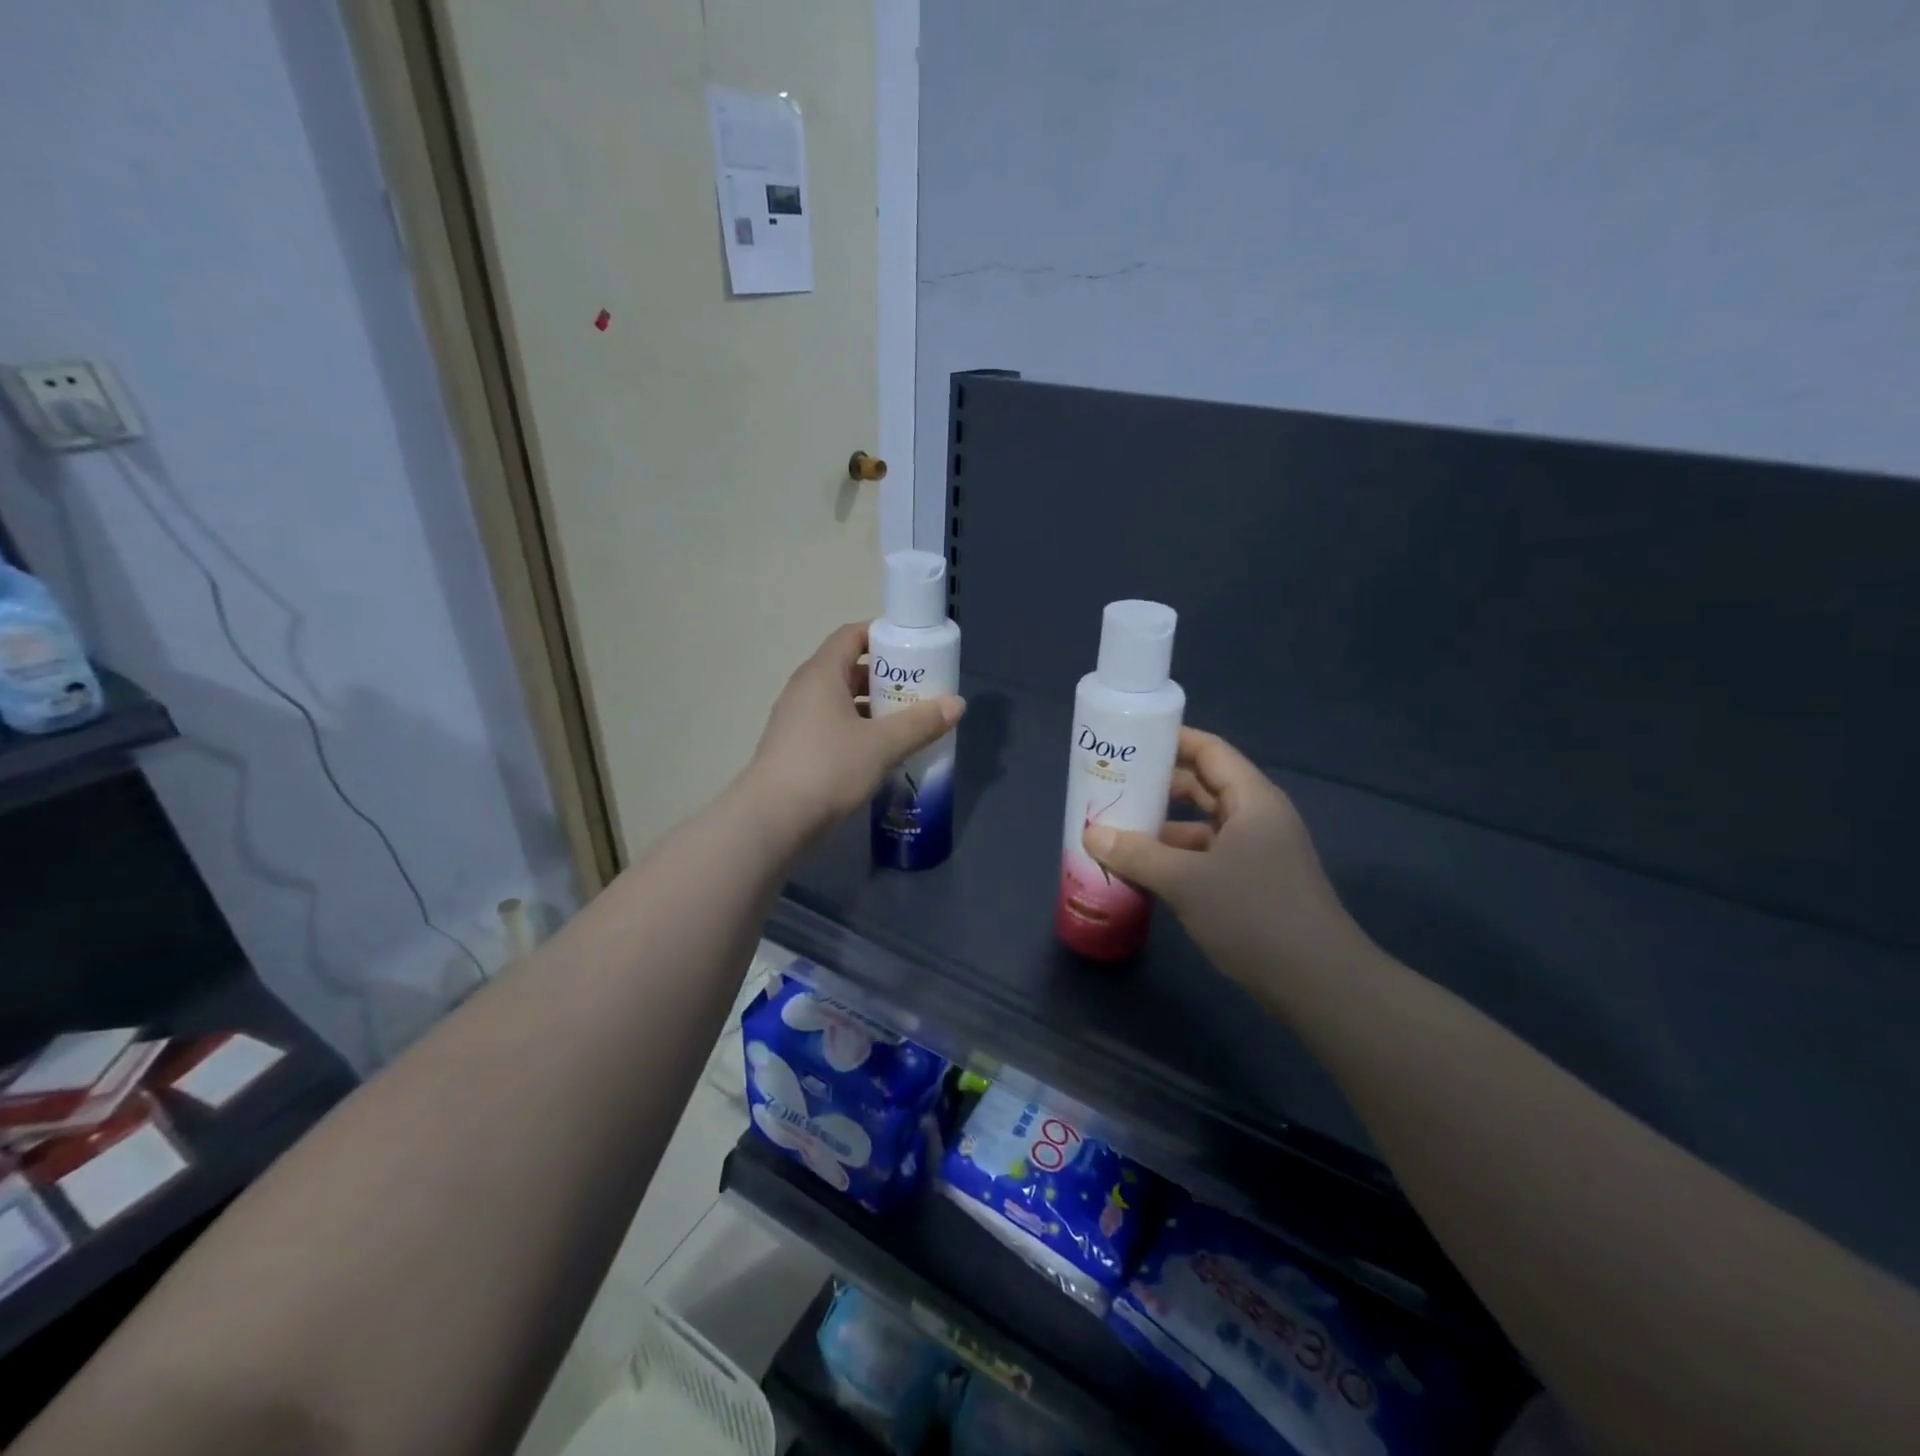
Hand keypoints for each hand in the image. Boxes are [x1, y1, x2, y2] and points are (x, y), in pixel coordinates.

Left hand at [743, 622, 964, 843]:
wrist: (773, 819)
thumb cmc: (828, 768)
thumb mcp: (883, 745)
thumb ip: (921, 722)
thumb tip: (957, 703)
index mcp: (821, 674)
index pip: (851, 635)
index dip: (883, 635)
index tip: (914, 650)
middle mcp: (805, 689)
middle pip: (849, 669)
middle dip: (886, 677)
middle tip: (920, 691)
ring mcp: (796, 720)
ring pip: (842, 701)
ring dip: (874, 708)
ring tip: (908, 723)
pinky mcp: (795, 749)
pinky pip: (833, 726)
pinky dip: (858, 731)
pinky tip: (882, 752)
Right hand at [1082, 728, 1370, 990]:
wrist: (1319, 984)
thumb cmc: (1255, 914)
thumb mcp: (1187, 881)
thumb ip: (1137, 855)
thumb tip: (1091, 835)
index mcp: (1252, 800)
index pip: (1210, 751)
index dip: (1172, 741)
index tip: (1130, 741)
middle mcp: (1257, 819)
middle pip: (1203, 787)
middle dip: (1159, 786)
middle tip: (1113, 786)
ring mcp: (1257, 854)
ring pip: (1202, 827)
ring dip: (1163, 828)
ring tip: (1117, 831)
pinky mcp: (1253, 885)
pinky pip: (1206, 858)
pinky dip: (1176, 859)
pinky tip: (1143, 872)